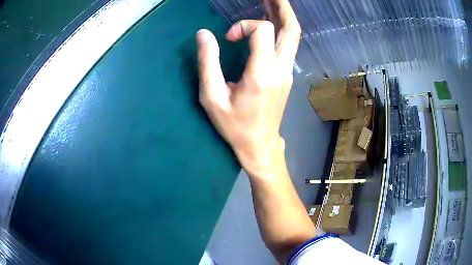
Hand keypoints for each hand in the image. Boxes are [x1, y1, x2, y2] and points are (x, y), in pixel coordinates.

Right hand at [196, 0, 300, 175]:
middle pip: (291, 29)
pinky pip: (287, 45)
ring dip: (283, 16)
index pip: (263, 31)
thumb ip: (207, 63)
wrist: (259, 144)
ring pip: (292, 36)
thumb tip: (203, 34)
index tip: (228, 38)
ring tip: (272, 2)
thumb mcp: (212, 97)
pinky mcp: (286, 75)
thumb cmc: (234, 125)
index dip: (244, 26)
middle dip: (282, 8)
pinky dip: (280, 29)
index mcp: (262, 74)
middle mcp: (281, 69)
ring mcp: (287, 72)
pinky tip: (269, 22)